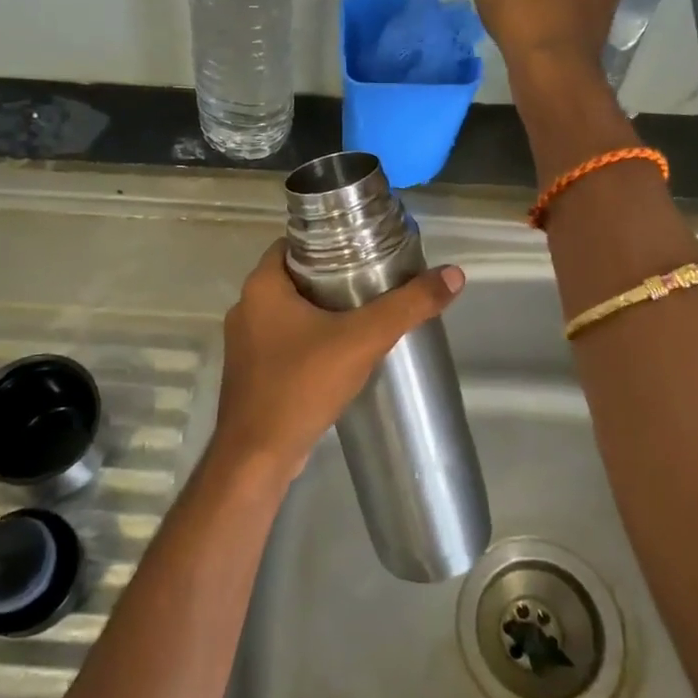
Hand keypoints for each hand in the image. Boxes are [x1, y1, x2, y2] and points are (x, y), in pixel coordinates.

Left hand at [210, 238, 464, 478]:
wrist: (258, 457)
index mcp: (261, 286)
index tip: (363, 248)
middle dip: (332, 277)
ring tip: (364, 315)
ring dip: (321, 311)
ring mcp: (245, 344)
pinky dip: (310, 340)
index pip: (294, 243)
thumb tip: (453, 275)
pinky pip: (284, 343)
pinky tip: (340, 354)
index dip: (328, 241)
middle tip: (374, 281)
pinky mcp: (252, 373)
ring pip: (289, 312)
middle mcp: (246, 308)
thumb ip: (408, 306)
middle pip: (294, 277)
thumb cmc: (302, 385)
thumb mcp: (363, 340)